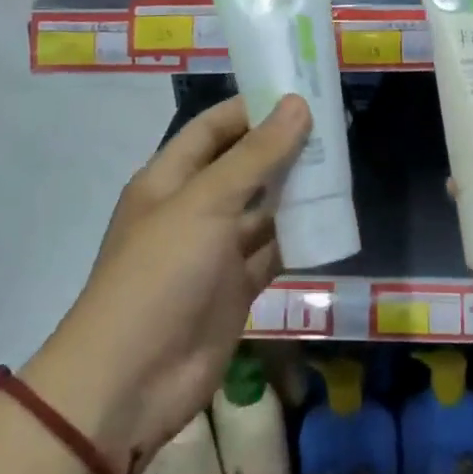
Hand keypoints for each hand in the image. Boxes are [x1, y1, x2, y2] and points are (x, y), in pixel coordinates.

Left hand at [32, 94, 310, 471]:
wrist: (132, 381)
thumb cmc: (161, 274)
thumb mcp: (207, 203)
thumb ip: (255, 156)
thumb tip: (296, 104)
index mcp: (170, 179)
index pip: (213, 129)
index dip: (251, 108)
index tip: (298, 92)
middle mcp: (192, 208)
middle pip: (242, 167)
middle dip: (281, 148)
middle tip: (333, 128)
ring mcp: (214, 251)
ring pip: (261, 210)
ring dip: (294, 192)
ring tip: (341, 167)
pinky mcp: (235, 288)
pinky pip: (271, 252)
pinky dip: (297, 239)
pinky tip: (330, 220)